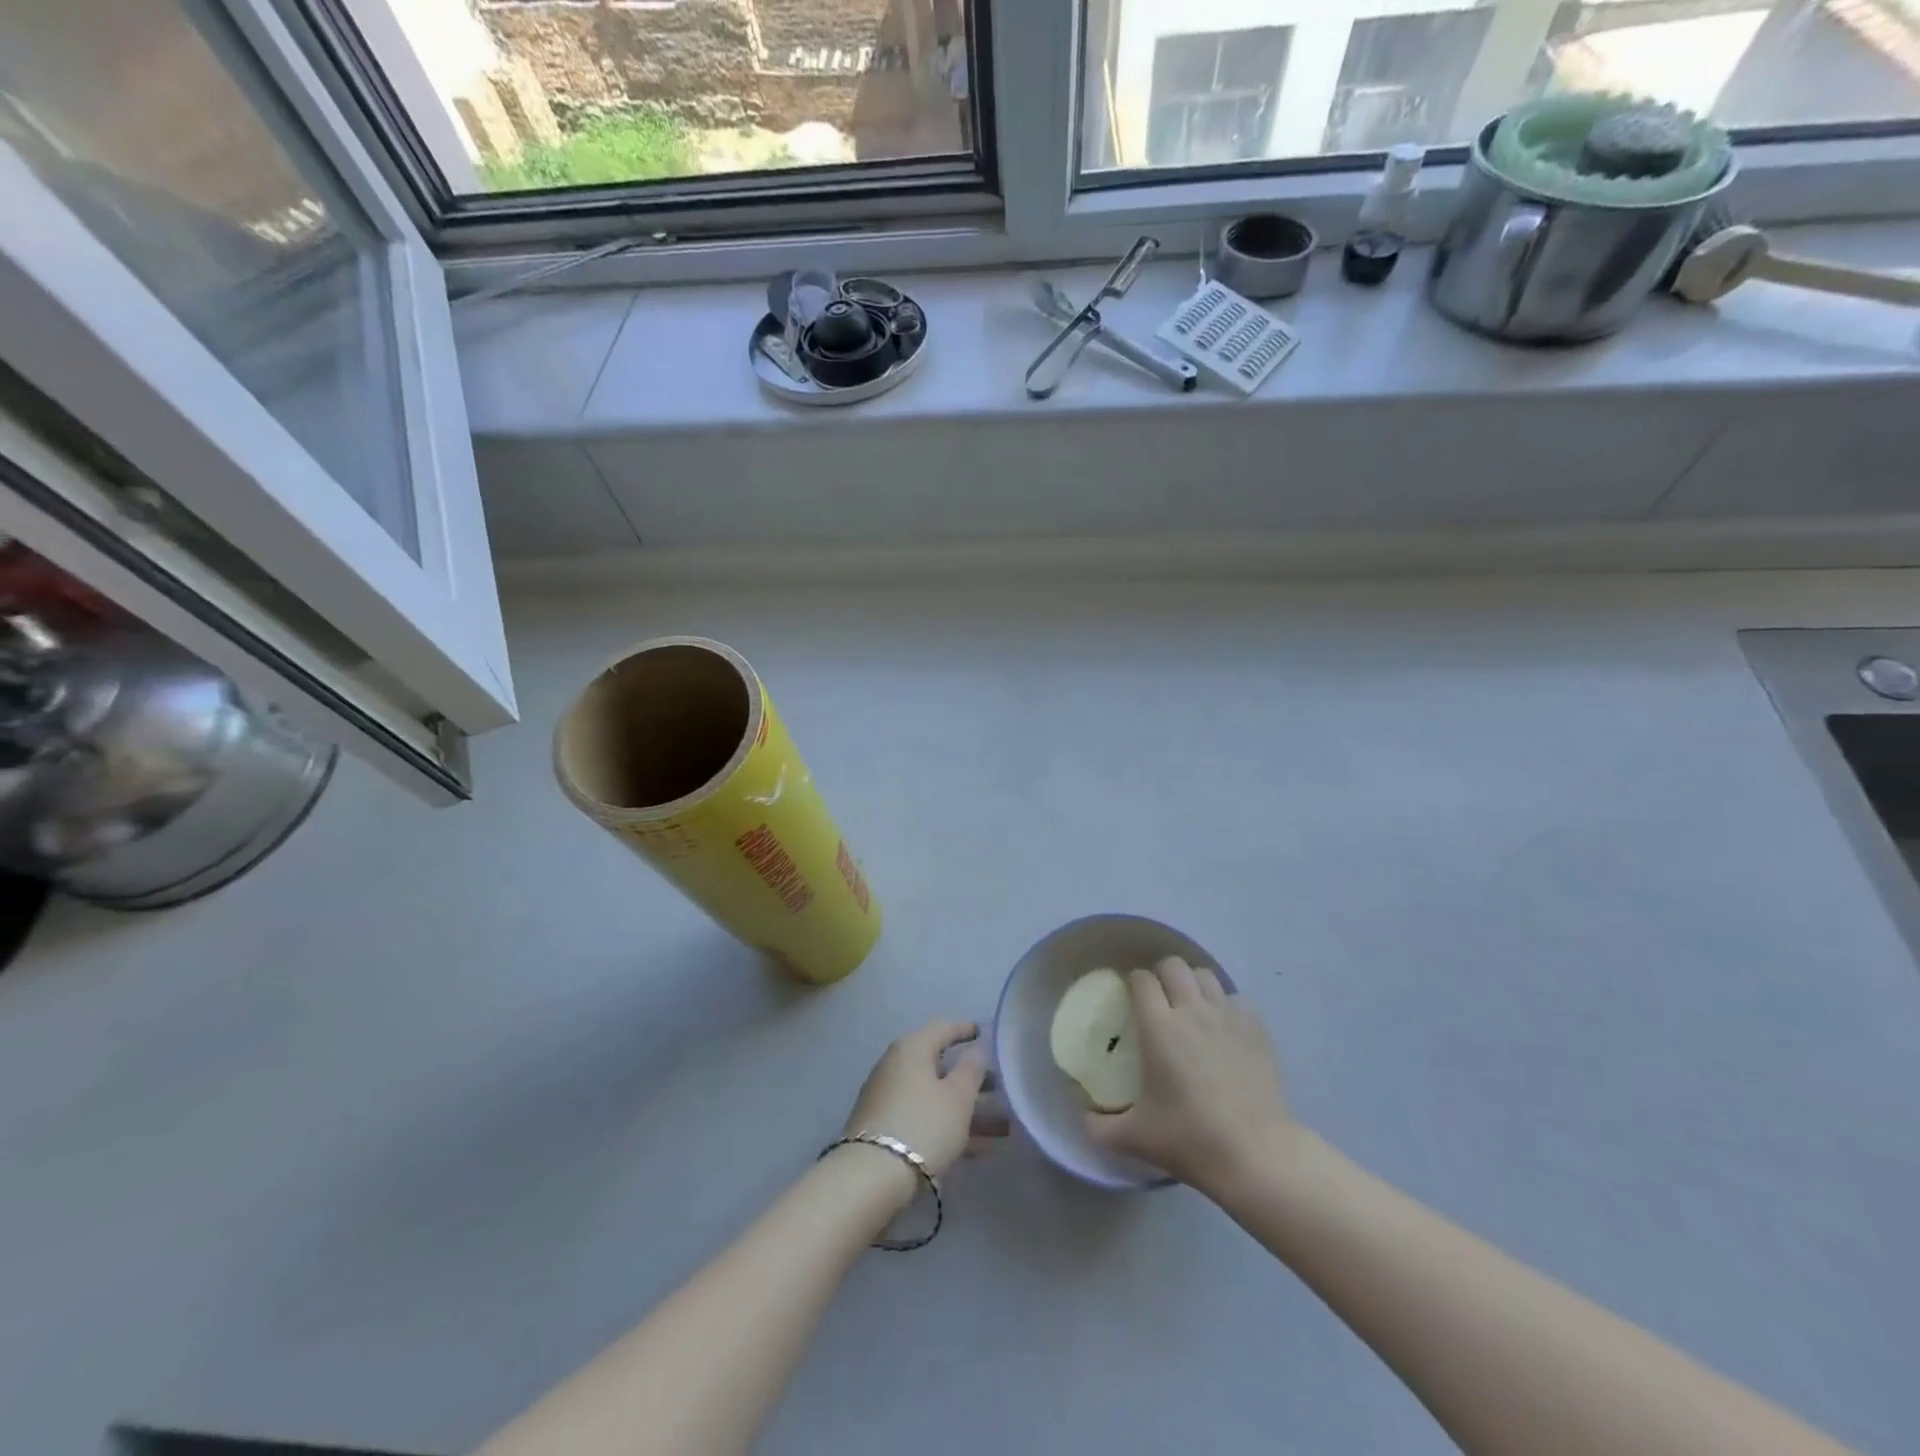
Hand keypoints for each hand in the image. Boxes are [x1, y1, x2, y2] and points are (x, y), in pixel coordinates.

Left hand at [842, 1019, 987, 1179]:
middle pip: (939, 1065)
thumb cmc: (923, 1125)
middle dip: (970, 1078)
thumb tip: (976, 1050)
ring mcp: (887, 1097)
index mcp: (912, 1048)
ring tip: (1000, 1126)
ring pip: (934, 1095)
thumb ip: (972, 1069)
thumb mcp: (958, 1097)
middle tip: (999, 1087)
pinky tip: (977, 1149)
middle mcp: (896, 1065)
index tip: (984, 1034)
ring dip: (965, 1108)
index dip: (965, 1029)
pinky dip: (948, 1126)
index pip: (943, 1028)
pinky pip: (924, 1117)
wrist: (871, 1177)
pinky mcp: (884, 1127)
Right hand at [1087, 957, 1293, 1199]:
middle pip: (1173, 965)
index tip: (1130, 999)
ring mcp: (1227, 1016)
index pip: (1141, 979)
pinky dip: (1226, 1006)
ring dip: (1193, 984)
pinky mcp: (1256, 1029)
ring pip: (1205, 976)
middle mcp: (1191, 1010)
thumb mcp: (1134, 1139)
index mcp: (1158, 1027)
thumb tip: (1084, 1116)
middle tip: (1158, 1001)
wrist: (1256, 1155)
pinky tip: (1223, 1028)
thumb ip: (1099, 1126)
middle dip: (1162, 975)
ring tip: (1190, 1008)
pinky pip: (1236, 999)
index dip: (1133, 983)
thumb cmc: (1190, 1140)